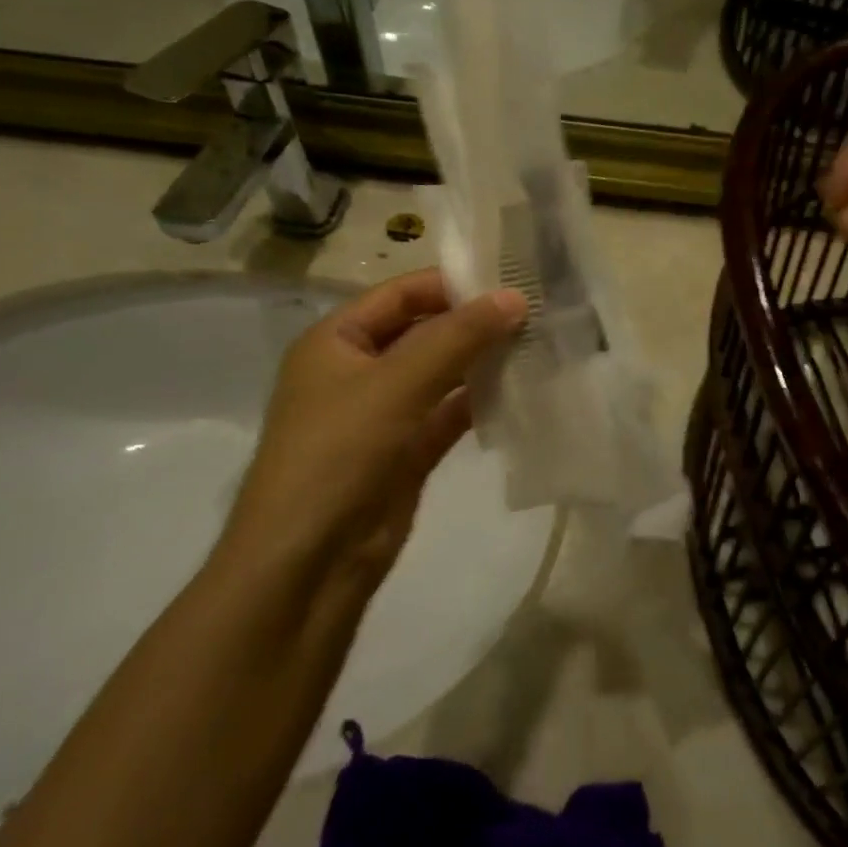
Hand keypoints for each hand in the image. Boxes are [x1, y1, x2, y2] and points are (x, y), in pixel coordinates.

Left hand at [222, 269, 525, 582]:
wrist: (309, 565)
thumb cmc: (338, 455)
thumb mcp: (396, 385)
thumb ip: (457, 337)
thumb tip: (515, 297)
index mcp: (336, 340)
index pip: (401, 294)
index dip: (453, 284)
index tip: (512, 281)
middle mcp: (358, 370)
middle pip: (424, 331)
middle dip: (474, 322)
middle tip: (536, 312)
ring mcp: (384, 413)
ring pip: (441, 373)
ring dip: (482, 361)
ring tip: (538, 345)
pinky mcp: (407, 451)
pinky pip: (449, 413)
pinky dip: (480, 401)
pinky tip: (521, 390)